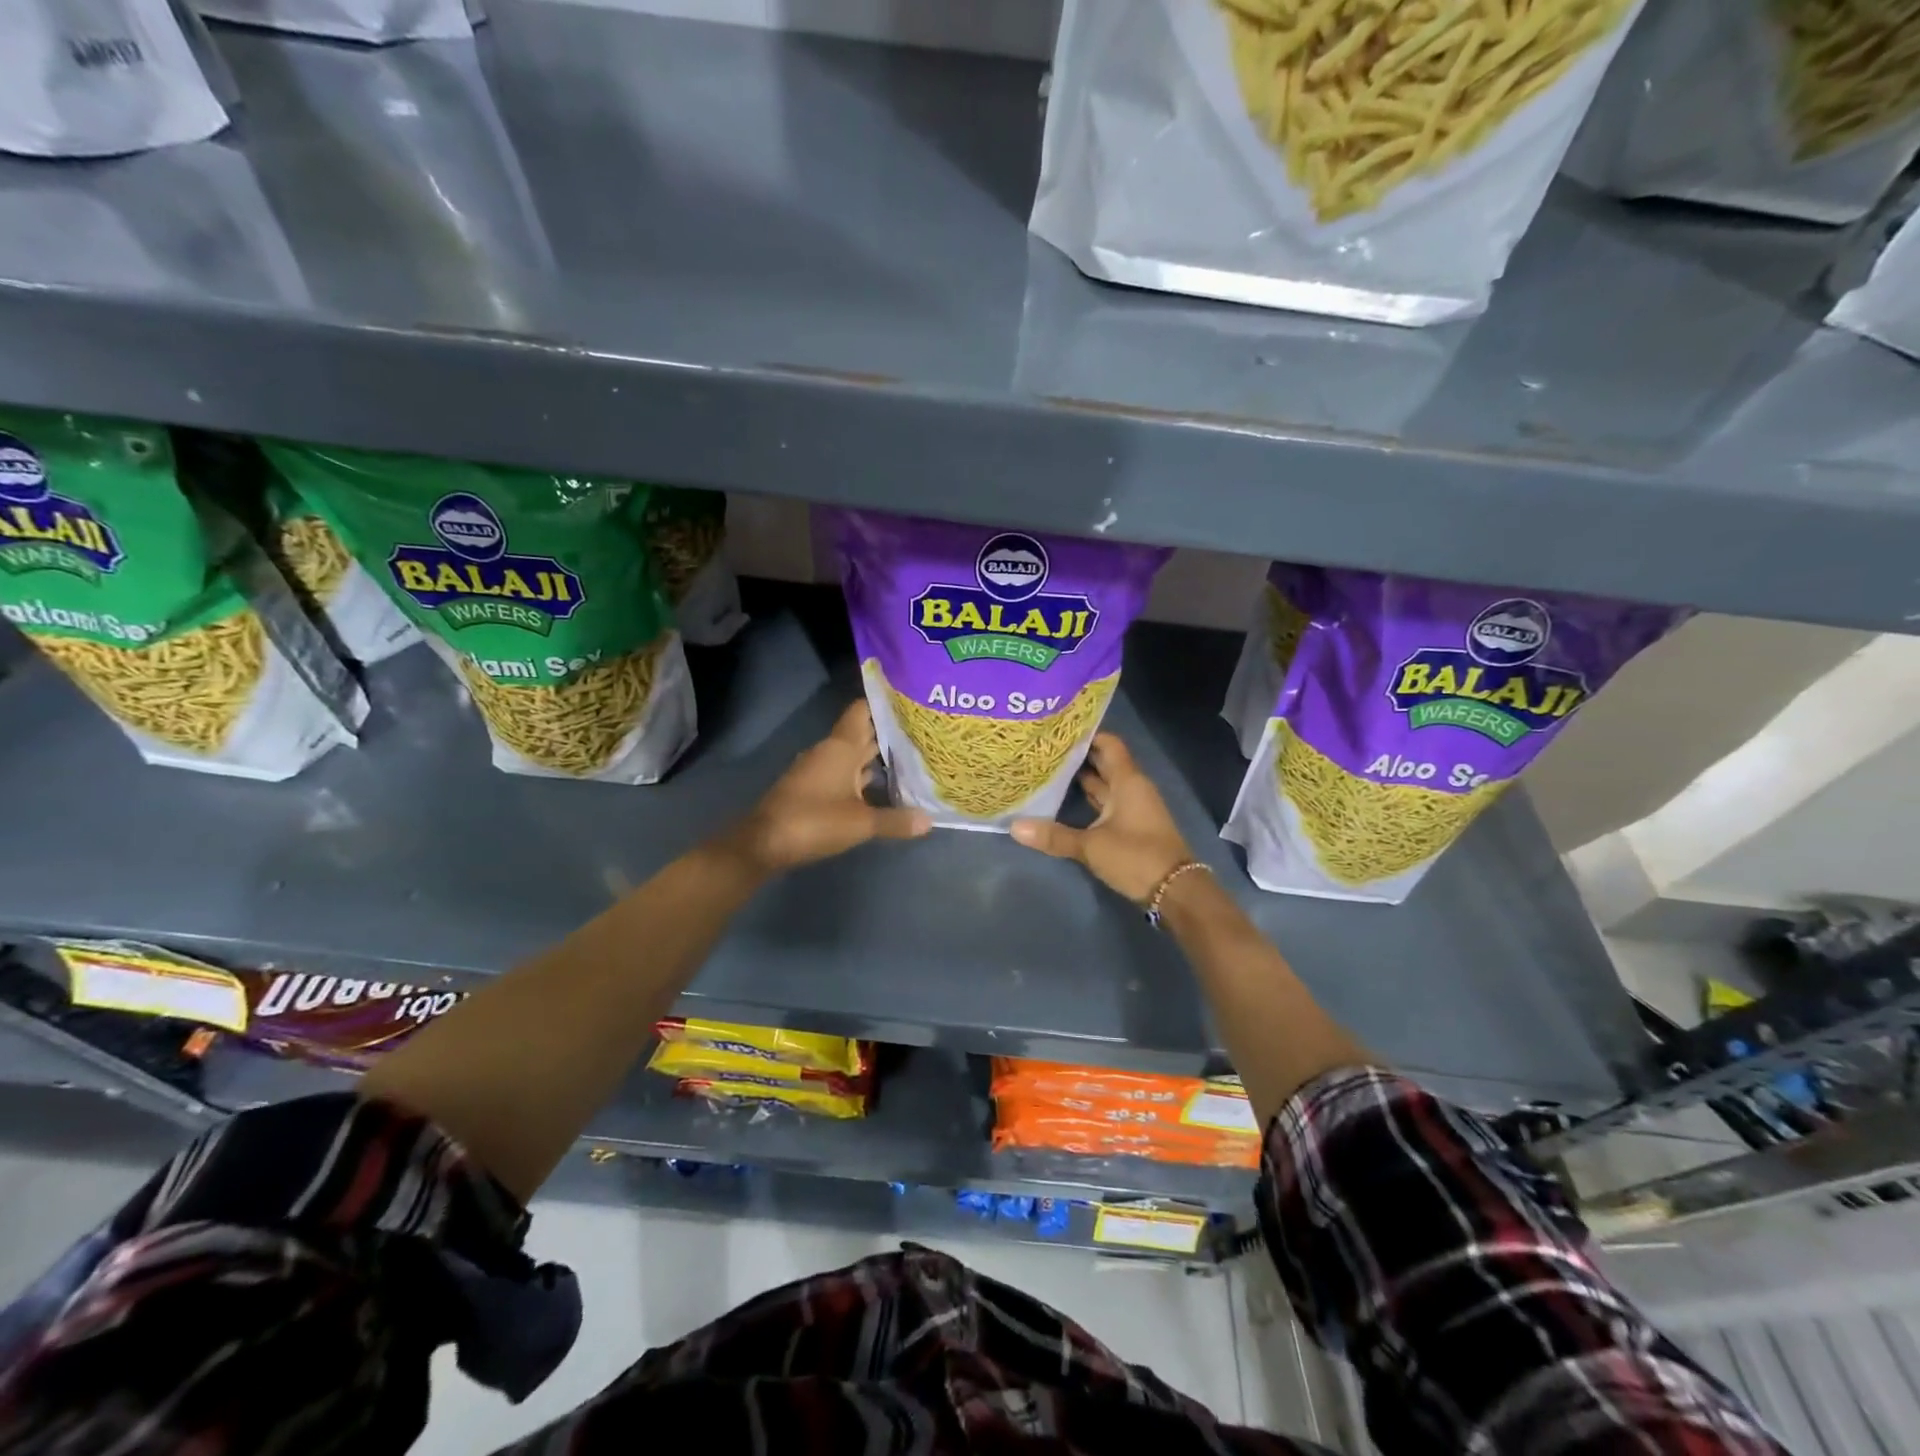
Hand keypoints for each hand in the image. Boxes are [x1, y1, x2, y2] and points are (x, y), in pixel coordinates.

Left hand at [721, 700, 930, 875]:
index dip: (883, 703)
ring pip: (852, 755)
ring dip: (875, 756)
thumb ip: (895, 820)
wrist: (764, 843)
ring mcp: (818, 769)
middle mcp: (829, 752)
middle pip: (861, 733)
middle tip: (921, 731)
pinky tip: (880, 786)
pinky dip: (861, 776)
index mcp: (841, 748)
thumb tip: (929, 820)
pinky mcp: (811, 788)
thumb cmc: (814, 821)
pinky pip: (843, 773)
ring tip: (909, 756)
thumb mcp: (861, 823)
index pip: (862, 711)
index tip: (909, 700)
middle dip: (887, 732)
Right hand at [1011, 734, 1192, 903]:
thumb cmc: (1136, 857)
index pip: (1108, 745)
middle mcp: (1133, 788)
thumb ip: (1054, 836)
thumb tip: (1014, 827)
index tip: (1059, 732)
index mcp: (1127, 782)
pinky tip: (1067, 802)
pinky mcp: (1133, 825)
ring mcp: (1135, 807)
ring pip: (1106, 785)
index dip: (1087, 736)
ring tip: (1050, 772)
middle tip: (1046, 751)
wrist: (1176, 890)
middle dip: (1079, 757)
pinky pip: (1108, 803)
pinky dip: (1091, 800)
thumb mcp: (1091, 846)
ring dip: (1084, 779)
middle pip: (1105, 763)